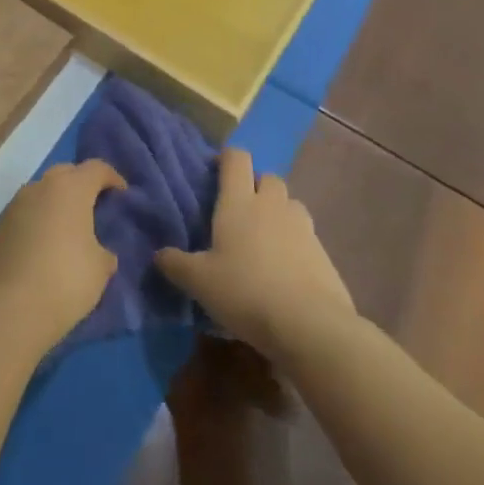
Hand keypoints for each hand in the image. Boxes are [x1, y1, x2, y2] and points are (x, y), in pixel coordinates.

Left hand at [0, 161, 124, 353]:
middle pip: (66, 173)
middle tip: (95, 208)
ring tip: (69, 229)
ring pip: (43, 191)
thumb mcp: (101, 268)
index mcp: (71, 188)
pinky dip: (39, 219)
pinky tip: (45, 244)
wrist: (9, 308)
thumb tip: (99, 251)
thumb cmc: (65, 280)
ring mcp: (16, 204)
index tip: (122, 195)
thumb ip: (104, 250)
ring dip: (57, 202)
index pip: (96, 168)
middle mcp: (41, 186)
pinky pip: (26, 212)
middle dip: (82, 184)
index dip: (112, 178)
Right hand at [155, 149, 355, 363]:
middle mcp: (272, 205)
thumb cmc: (245, 291)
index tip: (215, 173)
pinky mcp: (324, 252)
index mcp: (239, 202)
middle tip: (239, 211)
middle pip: (267, 177)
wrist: (309, 325)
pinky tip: (285, 270)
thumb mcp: (199, 282)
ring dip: (278, 212)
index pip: (236, 159)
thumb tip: (159, 255)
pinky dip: (295, 243)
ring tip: (264, 240)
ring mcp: (303, 227)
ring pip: (290, 204)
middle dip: (255, 186)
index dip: (226, 159)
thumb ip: (176, 264)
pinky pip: (306, 235)